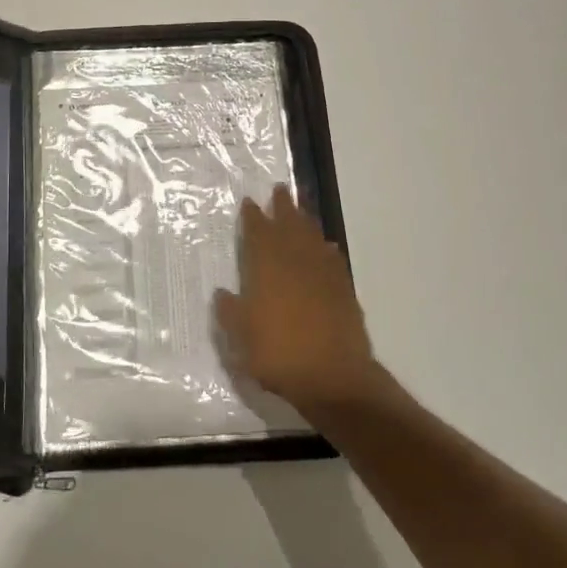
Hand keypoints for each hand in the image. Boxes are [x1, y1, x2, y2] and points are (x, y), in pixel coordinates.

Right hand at [214, 187, 384, 414]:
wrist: (333, 377)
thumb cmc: (279, 355)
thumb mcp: (241, 338)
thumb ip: (231, 312)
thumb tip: (223, 292)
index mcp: (267, 269)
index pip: (258, 234)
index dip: (253, 217)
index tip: (250, 202)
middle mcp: (296, 264)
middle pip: (289, 226)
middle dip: (283, 207)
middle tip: (280, 190)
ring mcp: (323, 275)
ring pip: (313, 238)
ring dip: (305, 221)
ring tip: (300, 211)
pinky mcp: (343, 291)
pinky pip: (332, 259)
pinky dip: (326, 248)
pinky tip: (325, 246)